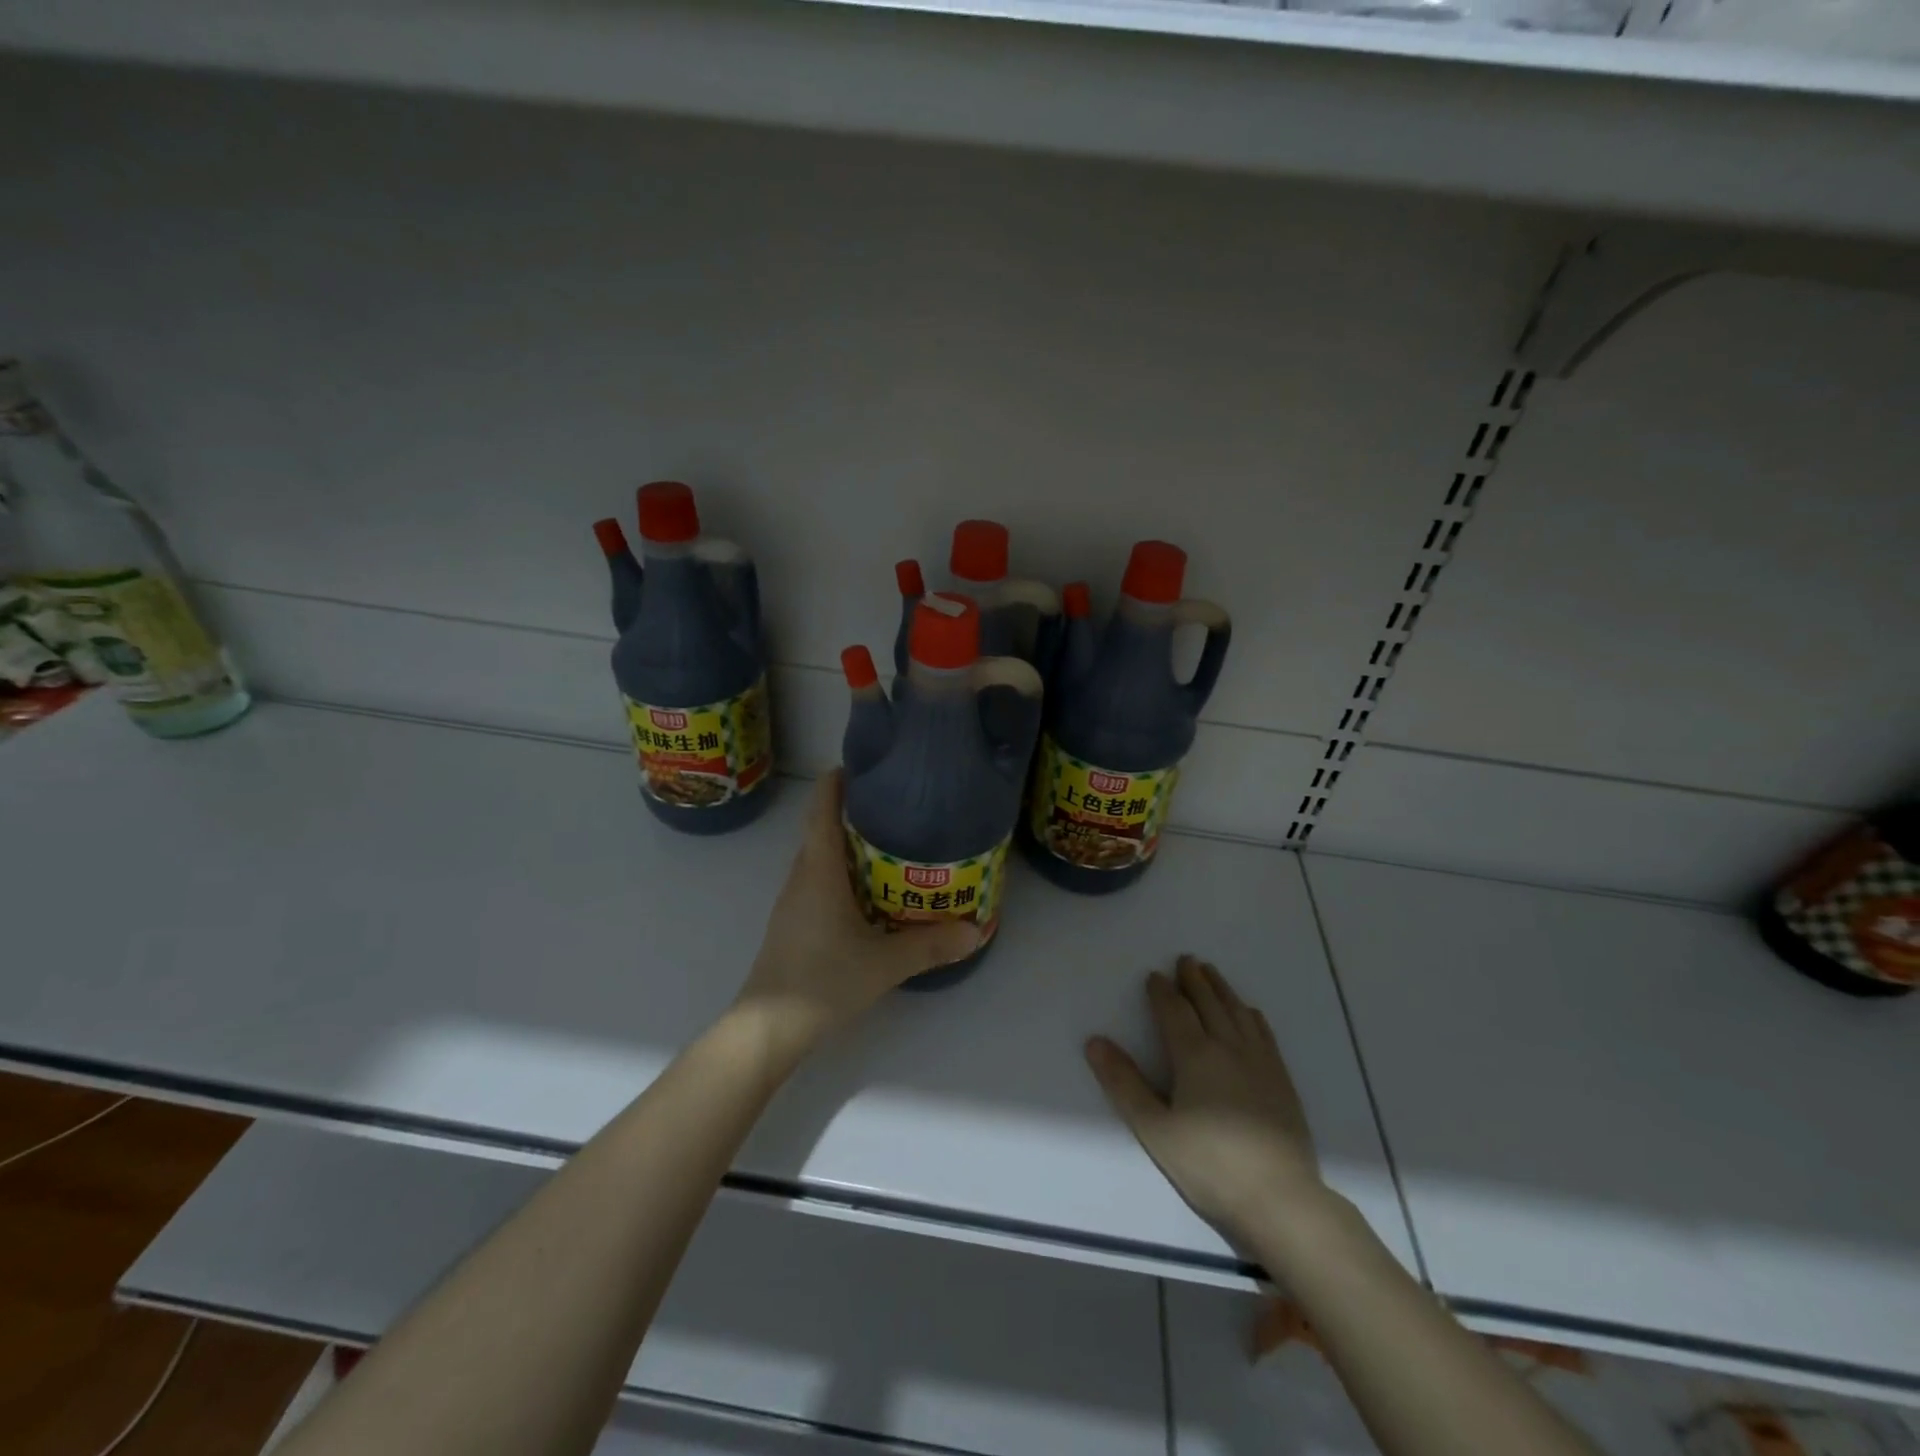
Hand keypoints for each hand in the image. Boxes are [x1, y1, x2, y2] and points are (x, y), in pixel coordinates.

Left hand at [732, 772, 979, 1063]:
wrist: (768, 1028)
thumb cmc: (823, 980)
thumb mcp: (885, 963)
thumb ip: (930, 945)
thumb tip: (976, 929)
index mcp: (819, 870)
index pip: (821, 808)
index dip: (838, 780)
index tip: (865, 764)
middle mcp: (801, 876)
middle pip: (821, 827)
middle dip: (853, 809)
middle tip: (896, 804)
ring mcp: (793, 900)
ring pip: (820, 855)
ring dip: (848, 842)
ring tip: (890, 841)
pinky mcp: (793, 921)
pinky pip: (818, 879)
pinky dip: (841, 870)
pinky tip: (869, 889)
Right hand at [1086, 956, 1326, 1250]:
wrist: (1280, 1199)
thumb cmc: (1209, 1165)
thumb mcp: (1155, 1129)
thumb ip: (1124, 1084)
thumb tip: (1095, 1042)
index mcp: (1195, 1055)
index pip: (1174, 1011)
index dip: (1162, 991)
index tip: (1154, 976)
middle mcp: (1228, 1047)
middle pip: (1209, 1003)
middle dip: (1194, 980)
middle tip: (1186, 959)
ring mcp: (1260, 1062)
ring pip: (1237, 1012)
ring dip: (1222, 989)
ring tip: (1212, 973)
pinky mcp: (1281, 1079)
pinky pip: (1263, 1033)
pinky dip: (1251, 1015)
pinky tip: (1249, 1012)